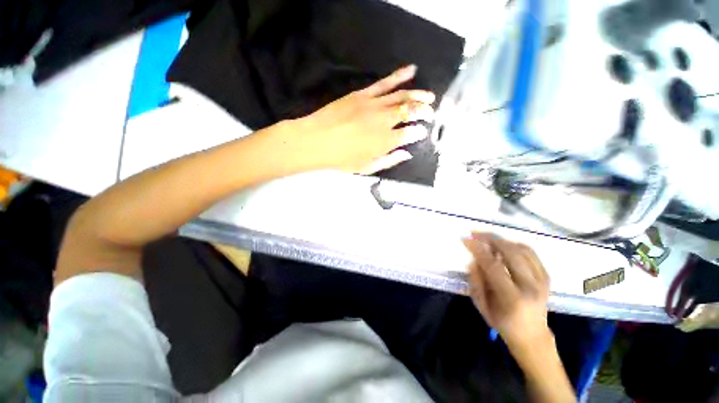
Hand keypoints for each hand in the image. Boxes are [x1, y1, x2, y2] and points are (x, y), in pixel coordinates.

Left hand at [284, 65, 434, 173]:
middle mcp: (385, 121)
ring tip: (429, 96)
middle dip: (424, 111)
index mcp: (386, 142)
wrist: (316, 141)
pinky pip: (385, 83)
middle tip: (430, 113)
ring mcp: (374, 105)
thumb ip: (389, 161)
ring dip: (419, 94)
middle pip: (411, 111)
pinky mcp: (363, 94)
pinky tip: (411, 70)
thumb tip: (407, 154)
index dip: (420, 132)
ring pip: (402, 96)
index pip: (411, 133)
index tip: (423, 132)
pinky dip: (400, 76)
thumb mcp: (367, 168)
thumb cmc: (341, 159)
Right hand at [462, 233, 550, 349]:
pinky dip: (515, 244)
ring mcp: (541, 281)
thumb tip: (473, 260)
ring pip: (522, 249)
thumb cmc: (502, 322)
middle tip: (475, 233)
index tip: (465, 239)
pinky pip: (531, 253)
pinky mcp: (546, 276)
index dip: (478, 249)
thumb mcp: (482, 305)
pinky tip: (503, 244)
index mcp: (512, 298)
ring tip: (486, 237)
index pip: (493, 266)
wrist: (532, 335)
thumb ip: (476, 281)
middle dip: (490, 239)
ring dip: (502, 240)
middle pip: (511, 253)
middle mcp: (530, 287)